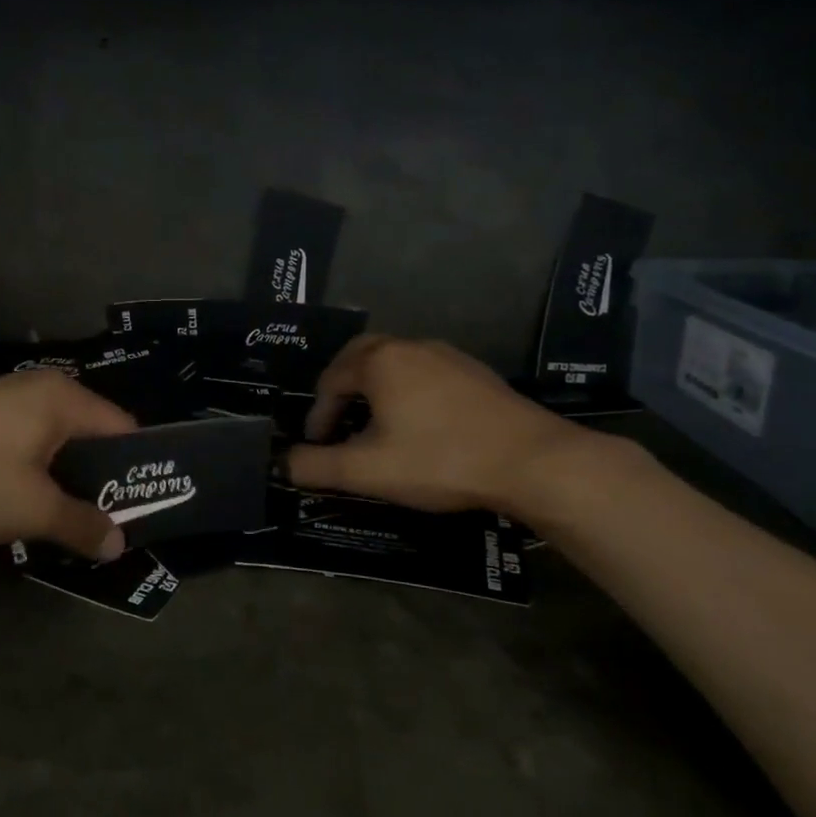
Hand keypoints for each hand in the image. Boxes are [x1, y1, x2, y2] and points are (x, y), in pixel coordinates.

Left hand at [0, 370, 136, 559]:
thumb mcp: (31, 509)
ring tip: (61, 524)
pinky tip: (16, 505)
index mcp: (64, 399)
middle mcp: (39, 389)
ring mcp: (3, 399)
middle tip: (103, 526)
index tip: (141, 510)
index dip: (136, 471)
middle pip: (88, 435)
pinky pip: (21, 443)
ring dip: (60, 481)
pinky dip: (29, 473)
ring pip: (51, 443)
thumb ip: (81, 524)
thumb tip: (119, 543)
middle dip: (96, 481)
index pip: (123, 430)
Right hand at [286, 335, 587, 516]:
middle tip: (338, 423)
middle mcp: (410, 346)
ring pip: (395, 364)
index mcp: (379, 361)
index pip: (330, 381)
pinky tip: (421, 424)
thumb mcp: (369, 471)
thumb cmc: (440, 460)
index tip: (319, 447)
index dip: (318, 415)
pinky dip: (407, 391)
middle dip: (342, 390)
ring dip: (375, 389)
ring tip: (375, 425)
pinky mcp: (475, 372)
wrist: (532, 460)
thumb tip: (283, 463)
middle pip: (360, 358)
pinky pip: (425, 372)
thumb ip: (318, 467)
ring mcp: (447, 355)